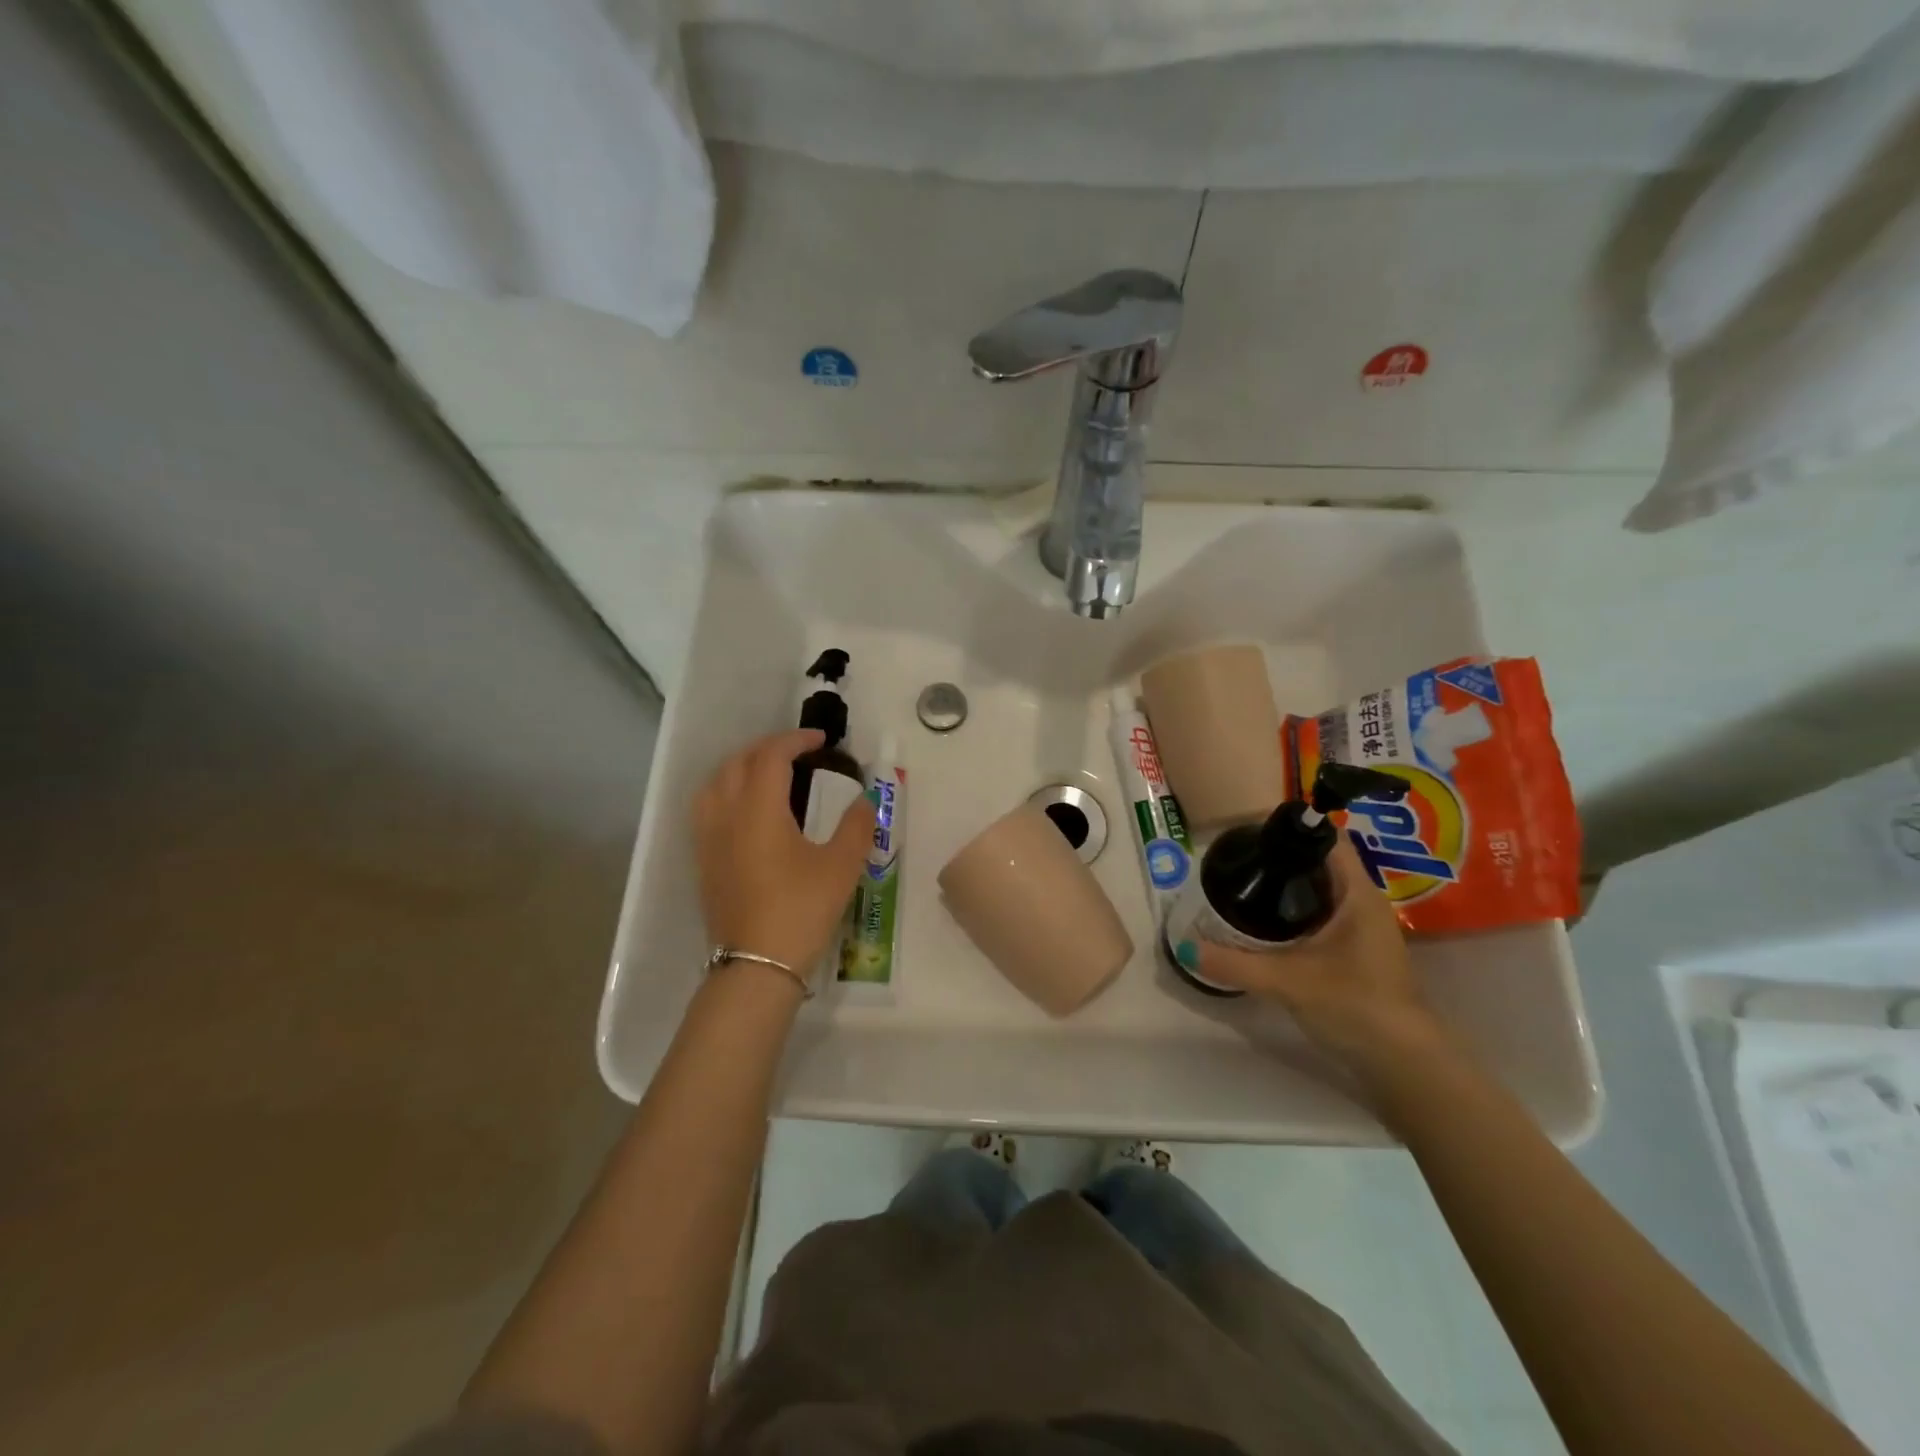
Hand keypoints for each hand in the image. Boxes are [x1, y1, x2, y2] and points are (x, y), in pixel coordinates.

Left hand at [692, 729, 875, 979]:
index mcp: (758, 809)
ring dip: (741, 767)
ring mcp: (708, 839)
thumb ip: (856, 826)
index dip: (796, 739)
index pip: (771, 756)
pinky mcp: (703, 861)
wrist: (756, 965)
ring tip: (767, 774)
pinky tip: (746, 811)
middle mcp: (726, 815)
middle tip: (798, 752)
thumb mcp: (841, 866)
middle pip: (737, 762)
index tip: (822, 740)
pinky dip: (726, 791)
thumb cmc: (801, 910)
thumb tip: (866, 800)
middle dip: (767, 748)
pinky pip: (706, 808)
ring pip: (714, 783)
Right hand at [1196, 838, 1449, 1081]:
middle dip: (1282, 858)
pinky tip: (1265, 925)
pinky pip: (1322, 918)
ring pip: (1322, 893)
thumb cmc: (1354, 1005)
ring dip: (1288, 887)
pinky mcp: (1356, 956)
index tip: (1253, 830)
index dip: (1294, 828)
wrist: (1403, 1065)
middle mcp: (1364, 905)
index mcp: (1358, 895)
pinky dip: (1295, 913)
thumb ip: (1234, 963)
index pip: (1330, 840)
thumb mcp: (1287, 981)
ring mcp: (1363, 932)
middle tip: (1238, 859)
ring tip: (1245, 885)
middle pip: (1322, 864)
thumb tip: (1185, 947)